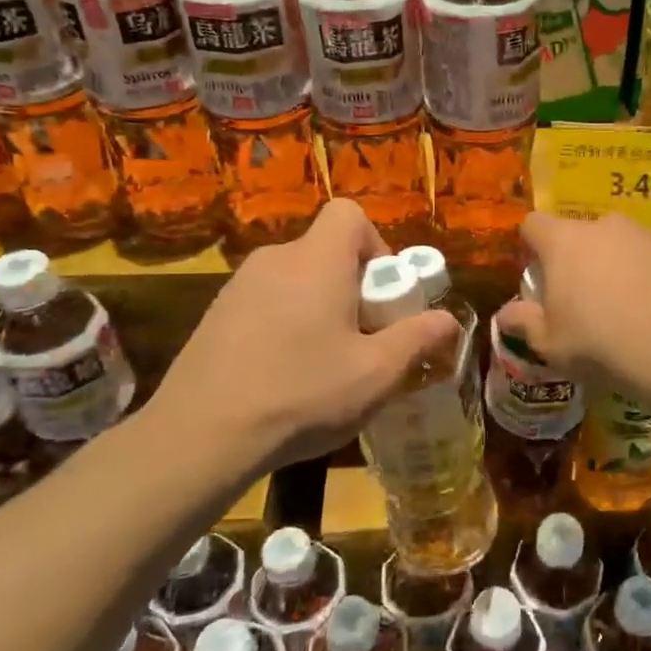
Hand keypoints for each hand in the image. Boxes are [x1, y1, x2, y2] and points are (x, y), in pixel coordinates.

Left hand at [145, 201, 456, 469]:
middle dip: (353, 288)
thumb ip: (419, 339)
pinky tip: (282, 376)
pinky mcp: (214, 316)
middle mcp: (274, 260)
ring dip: (318, 308)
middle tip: (362, 339)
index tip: (382, 295)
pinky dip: (284, 324)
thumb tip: (449, 320)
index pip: (349, 214)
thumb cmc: (302, 394)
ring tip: (323, 365)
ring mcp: (237, 287)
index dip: (376, 245)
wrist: (200, 435)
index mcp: (316, 260)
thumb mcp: (377, 373)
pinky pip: (265, 303)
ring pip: (295, 280)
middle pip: (325, 252)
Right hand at [498, 212, 650, 389]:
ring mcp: (641, 236)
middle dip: (572, 258)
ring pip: (613, 244)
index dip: (529, 245)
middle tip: (576, 297)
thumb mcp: (549, 342)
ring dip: (608, 265)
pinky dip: (640, 275)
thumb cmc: (596, 340)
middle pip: (576, 233)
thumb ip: (524, 322)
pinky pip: (644, 258)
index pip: (533, 224)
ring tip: (615, 305)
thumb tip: (505, 315)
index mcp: (562, 241)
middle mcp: (601, 227)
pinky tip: (645, 310)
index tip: (534, 273)